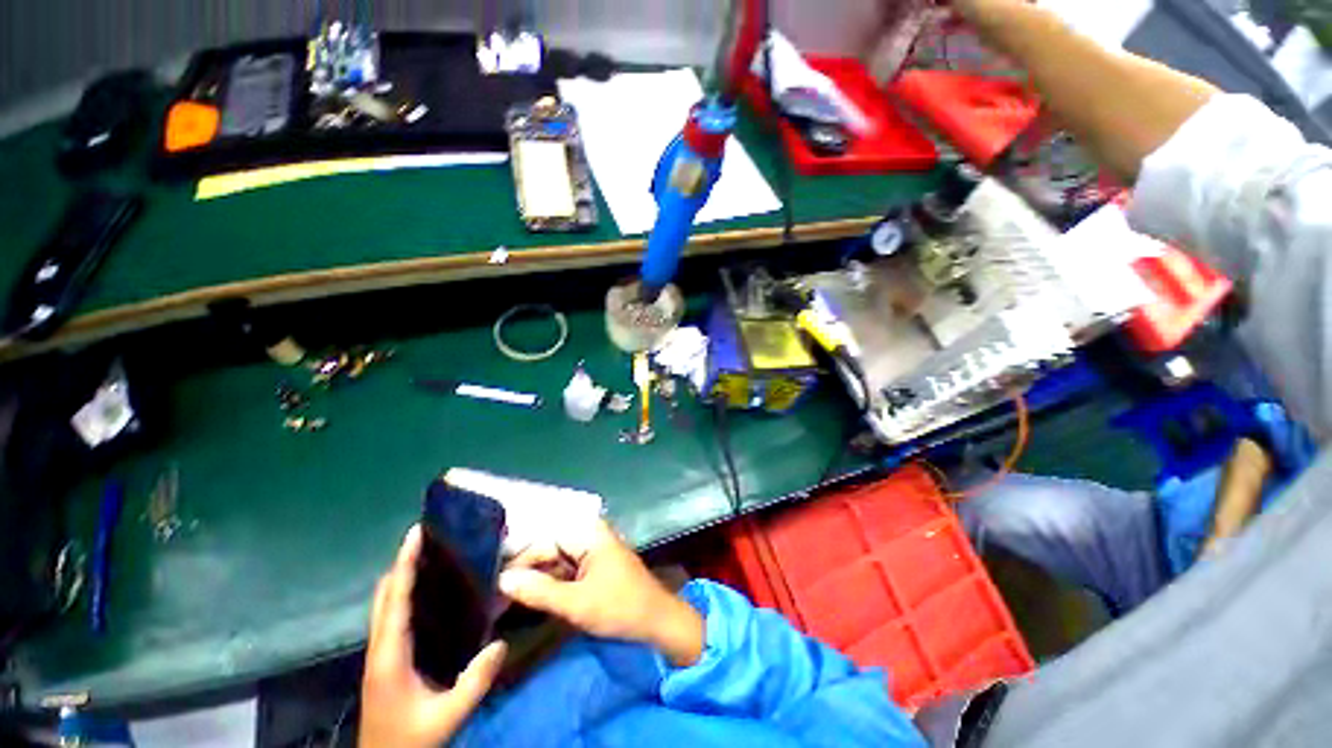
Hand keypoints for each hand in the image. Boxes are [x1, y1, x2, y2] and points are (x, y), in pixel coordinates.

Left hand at [359, 525, 507, 747]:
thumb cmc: (410, 740)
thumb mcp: (446, 716)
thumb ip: (475, 681)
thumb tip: (501, 642)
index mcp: (390, 655)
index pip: (396, 600)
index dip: (405, 564)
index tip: (416, 533)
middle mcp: (379, 648)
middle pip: (384, 595)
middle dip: (403, 563)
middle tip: (430, 538)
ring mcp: (380, 654)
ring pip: (384, 604)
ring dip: (401, 577)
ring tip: (430, 556)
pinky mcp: (385, 660)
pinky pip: (391, 616)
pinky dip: (403, 594)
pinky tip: (427, 593)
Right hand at [498, 520, 704, 666]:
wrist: (656, 620)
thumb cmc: (619, 607)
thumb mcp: (576, 603)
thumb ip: (539, 591)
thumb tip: (502, 580)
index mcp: (588, 533)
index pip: (545, 542)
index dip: (520, 563)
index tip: (495, 586)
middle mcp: (589, 535)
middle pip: (550, 551)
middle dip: (526, 574)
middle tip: (497, 599)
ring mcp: (593, 551)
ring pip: (556, 563)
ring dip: (536, 582)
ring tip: (507, 603)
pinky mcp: (595, 567)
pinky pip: (566, 572)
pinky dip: (551, 586)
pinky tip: (532, 602)